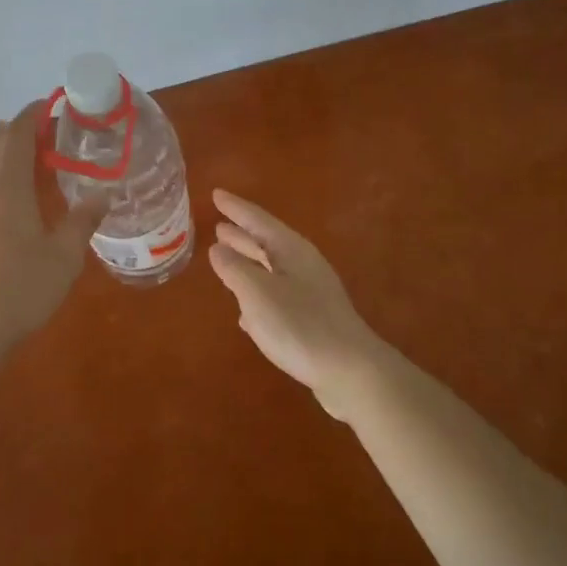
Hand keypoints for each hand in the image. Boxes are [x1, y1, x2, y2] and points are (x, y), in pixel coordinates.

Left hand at [0, 103, 107, 346]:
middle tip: (27, 130)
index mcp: (7, 188)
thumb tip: (102, 196)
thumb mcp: (64, 256)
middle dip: (8, 133)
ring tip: (3, 160)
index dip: (30, 117)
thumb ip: (83, 222)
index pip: (17, 137)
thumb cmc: (22, 288)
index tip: (45, 105)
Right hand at [207, 189, 391, 418]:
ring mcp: (310, 292)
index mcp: (290, 250)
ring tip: (225, 258)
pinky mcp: (313, 319)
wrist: (350, 371)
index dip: (235, 207)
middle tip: (218, 225)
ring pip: (271, 269)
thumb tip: (218, 247)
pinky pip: (278, 296)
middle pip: (267, 242)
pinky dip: (258, 294)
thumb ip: (234, 268)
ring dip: (249, 262)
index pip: (257, 220)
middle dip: (242, 234)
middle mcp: (302, 264)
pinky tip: (245, 312)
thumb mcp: (257, 293)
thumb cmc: (299, 325)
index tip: (215, 194)